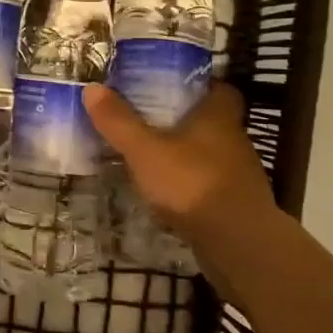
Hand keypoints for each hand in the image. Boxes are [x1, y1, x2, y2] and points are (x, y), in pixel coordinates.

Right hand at [82, 82, 275, 241]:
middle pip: (214, 121)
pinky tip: (171, 195)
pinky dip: (194, 185)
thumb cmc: (193, 183)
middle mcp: (235, 141)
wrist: (239, 245)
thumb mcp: (145, 150)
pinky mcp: (238, 206)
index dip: (201, 86)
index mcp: (218, 117)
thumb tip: (92, 87)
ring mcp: (240, 176)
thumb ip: (119, 121)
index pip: (221, 89)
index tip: (174, 87)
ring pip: (213, 154)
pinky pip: (212, 185)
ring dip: (189, 155)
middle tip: (152, 120)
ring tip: (156, 157)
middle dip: (187, 120)